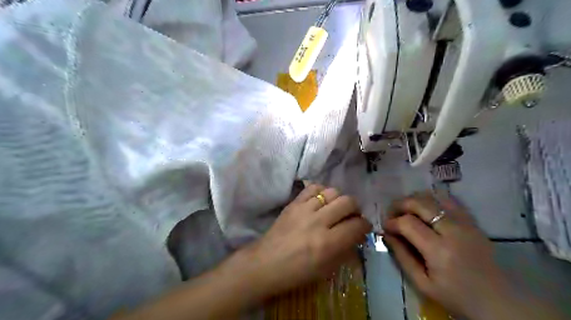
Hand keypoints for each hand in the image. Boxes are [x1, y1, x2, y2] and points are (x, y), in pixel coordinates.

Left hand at [241, 185, 372, 296]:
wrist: (266, 263)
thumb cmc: (296, 272)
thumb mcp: (326, 269)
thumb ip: (345, 249)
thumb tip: (357, 234)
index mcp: (327, 244)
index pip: (357, 225)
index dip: (365, 225)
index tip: (363, 227)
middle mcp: (318, 222)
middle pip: (348, 202)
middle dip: (355, 209)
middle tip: (351, 217)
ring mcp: (304, 209)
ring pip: (332, 192)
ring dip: (339, 199)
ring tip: (336, 208)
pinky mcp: (293, 203)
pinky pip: (313, 187)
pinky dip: (322, 191)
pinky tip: (321, 200)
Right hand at [381, 192, 511, 318]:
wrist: (499, 301)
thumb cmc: (457, 296)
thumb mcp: (422, 284)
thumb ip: (402, 256)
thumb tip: (386, 234)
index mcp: (439, 251)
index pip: (407, 223)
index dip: (391, 222)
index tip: (386, 228)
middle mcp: (453, 230)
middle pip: (419, 203)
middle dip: (399, 205)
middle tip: (392, 214)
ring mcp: (465, 223)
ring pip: (433, 197)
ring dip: (414, 200)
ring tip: (406, 211)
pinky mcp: (472, 221)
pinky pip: (449, 200)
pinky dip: (432, 200)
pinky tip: (425, 209)